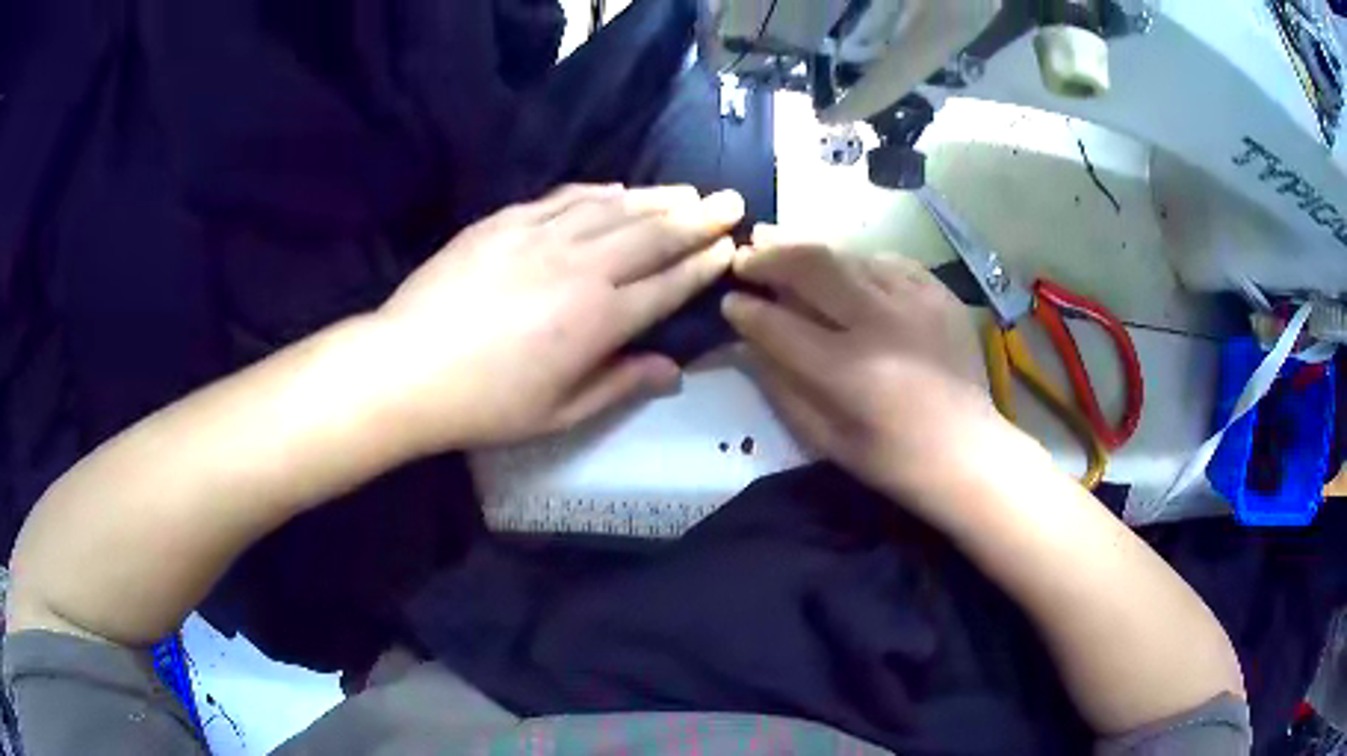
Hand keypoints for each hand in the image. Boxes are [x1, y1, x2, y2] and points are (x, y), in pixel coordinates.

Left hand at [375, 184, 744, 450]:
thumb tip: (674, 371)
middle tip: (731, 200)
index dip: (705, 263)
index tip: (732, 245)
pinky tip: (617, 189)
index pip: (670, 283)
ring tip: (687, 191)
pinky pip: (565, 197)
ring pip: (616, 208)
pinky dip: (598, 192)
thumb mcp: (560, 413)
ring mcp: (544, 236)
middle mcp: (584, 268)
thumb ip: (621, 384)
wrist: (408, 365)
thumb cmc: (487, 403)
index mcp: (601, 319)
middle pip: (655, 235)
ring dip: (657, 198)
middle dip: (699, 217)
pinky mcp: (507, 221)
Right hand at [722, 229, 1005, 502]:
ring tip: (787, 254)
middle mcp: (880, 323)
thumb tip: (748, 341)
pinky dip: (858, 265)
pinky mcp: (938, 293)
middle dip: (770, 256)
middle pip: (812, 265)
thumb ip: (781, 384)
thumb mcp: (824, 437)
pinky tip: (848, 276)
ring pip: (848, 255)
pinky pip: (887, 262)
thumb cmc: (892, 459)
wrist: (967, 450)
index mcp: (848, 371)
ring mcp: (915, 300)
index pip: (778, 324)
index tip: (730, 302)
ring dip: (811, 255)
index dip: (746, 310)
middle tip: (749, 256)